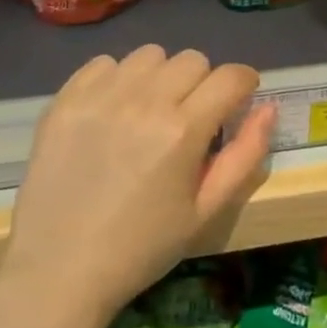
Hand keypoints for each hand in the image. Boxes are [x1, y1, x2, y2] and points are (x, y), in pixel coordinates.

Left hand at [5, 47, 273, 318]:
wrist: (58, 272)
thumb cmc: (142, 247)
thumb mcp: (207, 211)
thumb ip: (245, 155)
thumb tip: (268, 107)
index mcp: (183, 130)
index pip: (231, 76)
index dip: (243, 83)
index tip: (238, 100)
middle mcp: (145, 101)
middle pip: (192, 59)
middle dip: (202, 83)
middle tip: (189, 117)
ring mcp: (101, 96)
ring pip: (150, 55)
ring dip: (160, 76)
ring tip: (148, 111)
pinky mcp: (66, 99)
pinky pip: (105, 63)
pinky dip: (116, 79)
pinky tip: (112, 112)